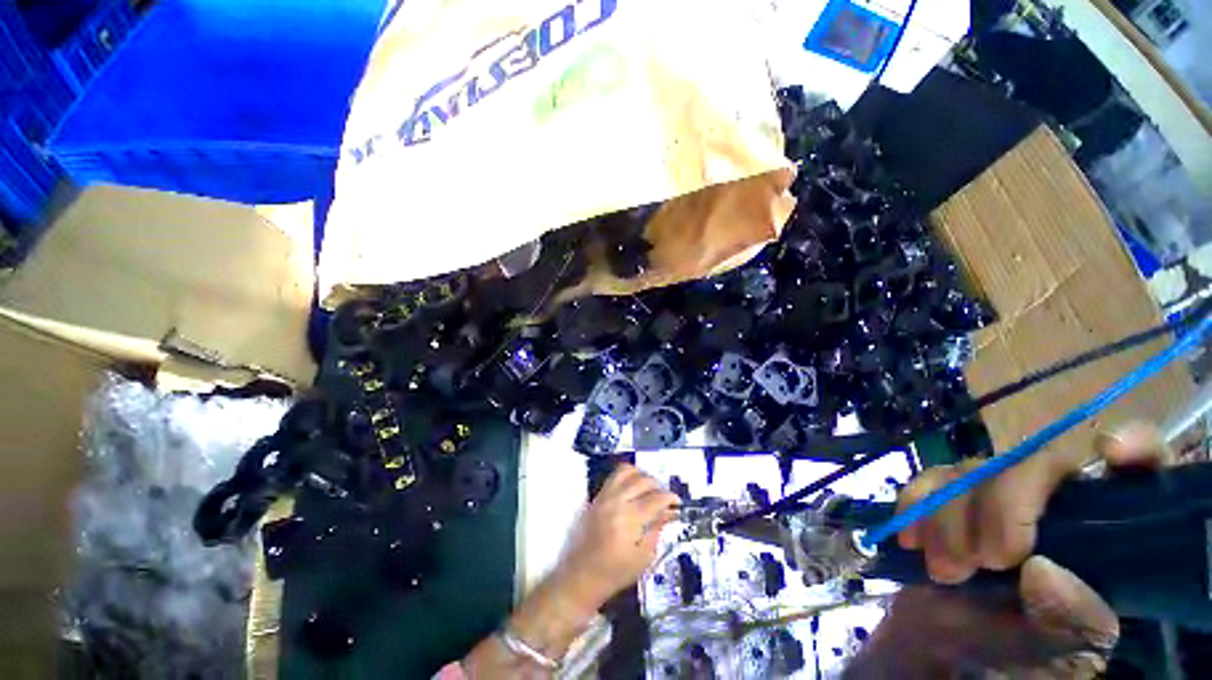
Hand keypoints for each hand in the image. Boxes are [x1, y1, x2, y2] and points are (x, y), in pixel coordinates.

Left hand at [554, 464, 679, 614]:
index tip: (678, 503)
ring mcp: (605, 496)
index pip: (656, 499)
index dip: (670, 498)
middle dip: (658, 486)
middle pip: (643, 481)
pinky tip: (633, 488)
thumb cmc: (616, 572)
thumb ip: (657, 529)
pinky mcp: (597, 496)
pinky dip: (627, 476)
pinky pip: (614, 476)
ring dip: (642, 476)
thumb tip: (670, 512)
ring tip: (649, 489)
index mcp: (630, 519)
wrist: (582, 576)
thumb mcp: (644, 557)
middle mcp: (617, 501)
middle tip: (664, 498)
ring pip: (627, 471)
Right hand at [850, 423, 1173, 677]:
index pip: (1139, 474)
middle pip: (1038, 464)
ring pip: (974, 471)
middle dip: (1003, 505)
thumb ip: (1072, 623)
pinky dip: (916, 503)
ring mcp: (997, 504)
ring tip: (943, 570)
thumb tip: (1042, 570)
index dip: (1135, 446)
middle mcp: (1057, 510)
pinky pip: (929, 481)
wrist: (947, 662)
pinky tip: (911, 538)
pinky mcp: (948, 505)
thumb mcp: (1062, 659)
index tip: (1109, 456)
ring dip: (949, 516)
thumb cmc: (1018, 664)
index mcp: (1108, 541)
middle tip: (985, 561)